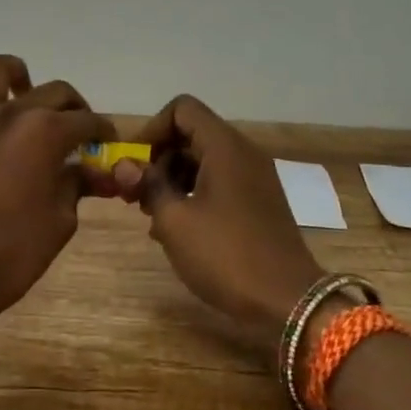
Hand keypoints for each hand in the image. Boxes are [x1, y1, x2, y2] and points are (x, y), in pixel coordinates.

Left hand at [0, 54, 116, 317]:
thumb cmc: (16, 253)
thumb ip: (78, 185)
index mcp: (46, 133)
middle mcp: (10, 116)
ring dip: (13, 73)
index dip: (104, 131)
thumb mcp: (62, 220)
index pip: (87, 121)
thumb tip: (96, 172)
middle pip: (53, 92)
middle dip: (75, 107)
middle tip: (79, 130)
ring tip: (23, 88)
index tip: (109, 144)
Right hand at [119, 95, 323, 362]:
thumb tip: (124, 165)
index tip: (134, 164)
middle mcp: (243, 153)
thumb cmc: (226, 255)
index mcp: (224, 147)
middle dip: (158, 158)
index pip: (182, 109)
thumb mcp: (175, 221)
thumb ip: (147, 185)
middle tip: (136, 194)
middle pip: (192, 133)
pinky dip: (194, 194)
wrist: (287, 300)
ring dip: (173, 179)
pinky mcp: (258, 202)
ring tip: (152, 215)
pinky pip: (219, 182)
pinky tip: (177, 228)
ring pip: (204, 160)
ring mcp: (254, 178)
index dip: (152, 129)